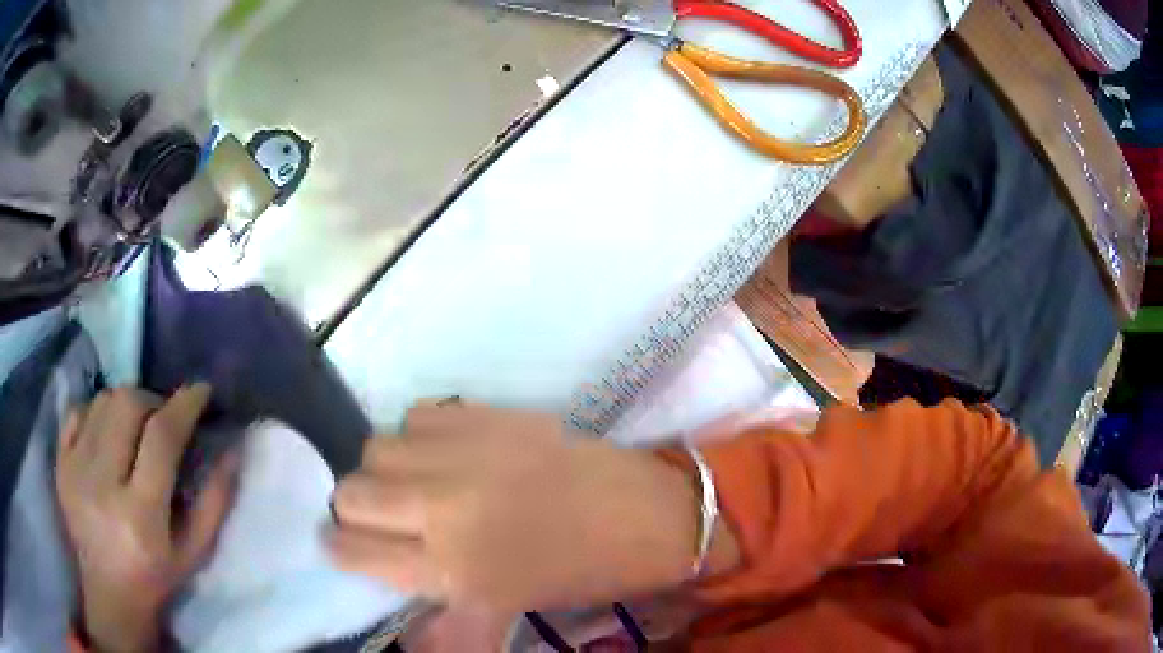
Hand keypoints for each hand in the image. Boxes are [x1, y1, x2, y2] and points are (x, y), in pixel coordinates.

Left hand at [56, 385, 238, 652]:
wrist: (108, 593)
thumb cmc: (157, 577)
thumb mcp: (195, 551)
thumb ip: (215, 500)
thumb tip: (233, 447)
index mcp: (141, 515)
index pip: (162, 437)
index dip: (184, 405)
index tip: (200, 390)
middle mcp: (102, 485)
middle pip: (127, 404)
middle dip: (152, 400)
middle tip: (163, 418)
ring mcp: (75, 470)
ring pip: (102, 401)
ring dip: (125, 405)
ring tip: (134, 428)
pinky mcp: (60, 463)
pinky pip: (77, 409)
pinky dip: (96, 411)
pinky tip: (106, 434)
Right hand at [329, 403, 709, 615]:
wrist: (636, 515)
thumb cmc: (572, 573)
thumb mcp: (498, 606)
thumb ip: (435, 608)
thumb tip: (385, 594)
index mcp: (448, 570)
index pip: (352, 550)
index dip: (338, 546)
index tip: (342, 543)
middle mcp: (442, 509)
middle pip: (350, 493)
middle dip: (355, 508)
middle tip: (383, 516)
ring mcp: (463, 455)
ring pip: (375, 447)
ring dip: (385, 469)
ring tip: (415, 482)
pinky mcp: (485, 415)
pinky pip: (416, 415)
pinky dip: (419, 436)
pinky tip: (447, 453)